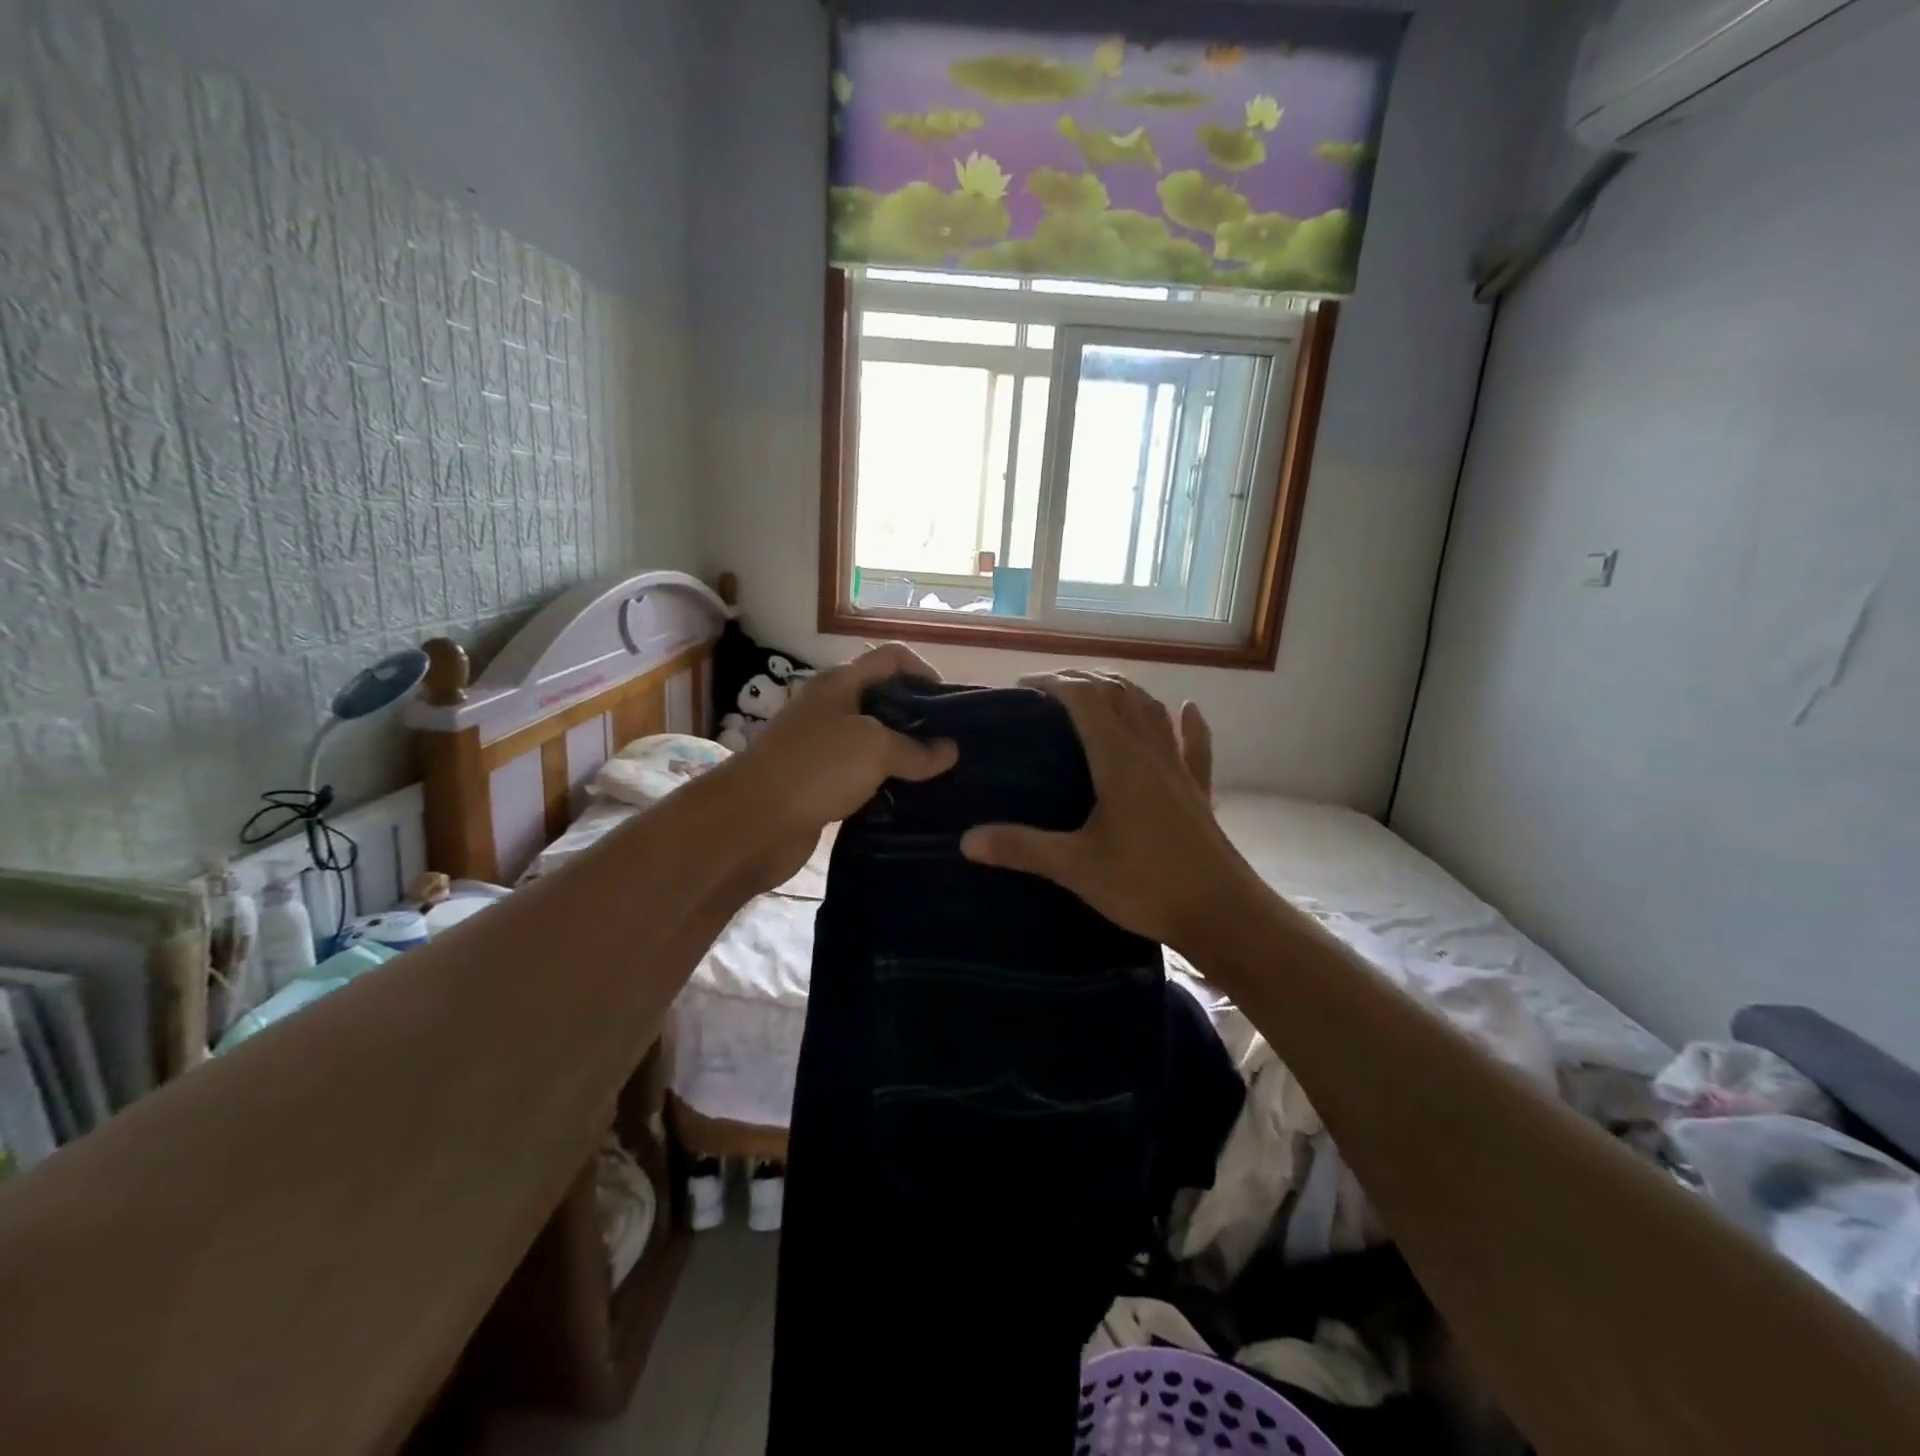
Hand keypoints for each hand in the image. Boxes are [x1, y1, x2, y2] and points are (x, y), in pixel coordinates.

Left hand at [720, 642, 956, 889]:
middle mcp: (831, 709)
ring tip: (941, 777)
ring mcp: (823, 749)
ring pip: (875, 744)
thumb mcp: (875, 748)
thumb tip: (950, 751)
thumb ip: (917, 749)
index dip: (925, 672)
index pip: (892, 658)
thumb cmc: (815, 768)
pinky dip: (886, 787)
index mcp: (841, 683)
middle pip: (885, 701)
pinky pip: (862, 779)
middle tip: (954, 748)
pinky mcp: (820, 785)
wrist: (751, 823)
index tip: (952, 706)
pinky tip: (910, 803)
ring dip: (905, 759)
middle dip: (920, 720)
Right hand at [959, 672, 1251, 954]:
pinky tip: (1187, 709)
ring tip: (1097, 692)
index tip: (1022, 688)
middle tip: (1048, 691)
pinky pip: (1195, 745)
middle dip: (1082, 681)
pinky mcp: (1199, 791)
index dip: (1053, 682)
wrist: (1224, 914)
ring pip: (1153, 710)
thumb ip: (1022, 848)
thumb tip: (966, 839)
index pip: (1085, 698)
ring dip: (1123, 692)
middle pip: (1117, 694)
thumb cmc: (1147, 885)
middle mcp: (1151, 751)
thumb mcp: (1076, 868)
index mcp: (1119, 759)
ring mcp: (1179, 768)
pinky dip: (1188, 723)